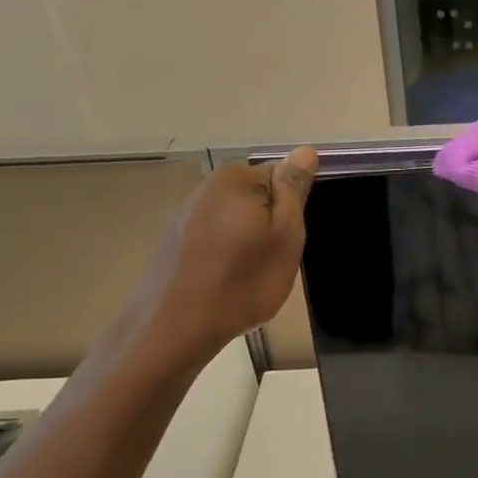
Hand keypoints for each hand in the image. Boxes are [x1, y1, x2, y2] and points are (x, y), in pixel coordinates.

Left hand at [129, 148, 317, 362]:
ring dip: (246, 241)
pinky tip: (224, 282)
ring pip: (235, 219)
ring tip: (247, 276)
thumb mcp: (285, 235)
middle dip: (268, 225)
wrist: (174, 328)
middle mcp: (205, 186)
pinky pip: (213, 237)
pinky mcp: (172, 240)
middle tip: (272, 261)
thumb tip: (305, 150)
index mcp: (236, 178)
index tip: (288, 242)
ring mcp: (184, 213)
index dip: (292, 211)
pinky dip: (224, 254)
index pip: (282, 178)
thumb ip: (294, 190)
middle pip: (257, 197)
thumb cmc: (242, 281)